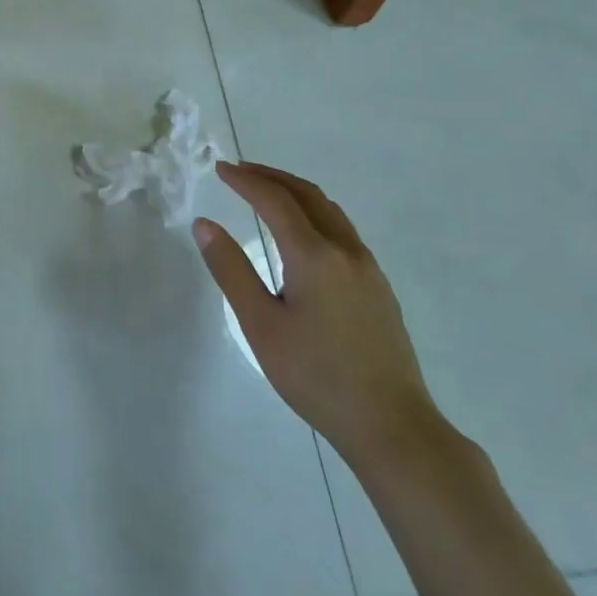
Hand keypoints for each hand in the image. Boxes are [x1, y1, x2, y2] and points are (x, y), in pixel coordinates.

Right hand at [195, 161, 443, 472]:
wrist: (392, 427)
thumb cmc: (316, 376)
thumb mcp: (260, 324)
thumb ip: (231, 269)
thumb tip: (204, 224)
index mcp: (314, 256)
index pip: (276, 201)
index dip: (246, 181)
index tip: (220, 169)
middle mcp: (346, 252)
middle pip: (308, 195)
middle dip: (272, 177)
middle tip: (239, 172)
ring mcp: (368, 269)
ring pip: (330, 211)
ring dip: (296, 193)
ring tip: (267, 194)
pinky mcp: (379, 288)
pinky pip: (342, 231)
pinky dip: (314, 214)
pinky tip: (302, 235)